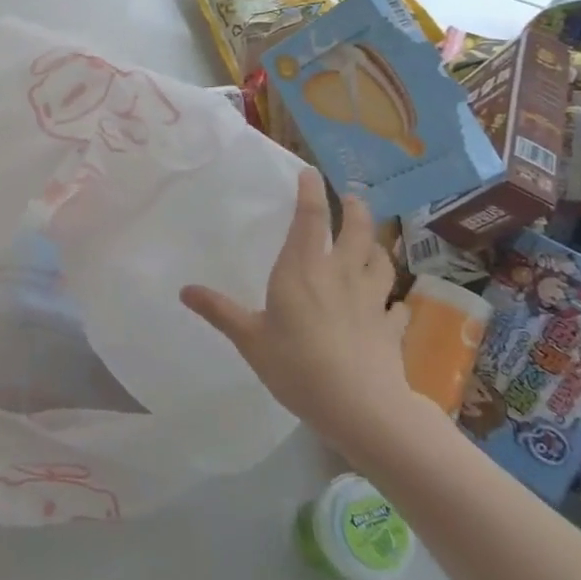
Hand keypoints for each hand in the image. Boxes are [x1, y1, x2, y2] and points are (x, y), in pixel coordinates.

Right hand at [180, 171, 421, 456]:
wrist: (361, 407)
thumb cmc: (297, 365)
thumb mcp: (249, 339)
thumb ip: (220, 311)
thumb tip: (184, 290)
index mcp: (303, 269)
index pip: (310, 218)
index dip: (311, 191)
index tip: (310, 172)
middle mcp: (341, 274)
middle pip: (357, 230)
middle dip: (356, 209)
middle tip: (352, 198)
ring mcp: (372, 300)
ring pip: (381, 261)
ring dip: (376, 246)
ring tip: (371, 242)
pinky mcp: (390, 328)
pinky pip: (396, 306)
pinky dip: (393, 300)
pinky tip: (391, 305)